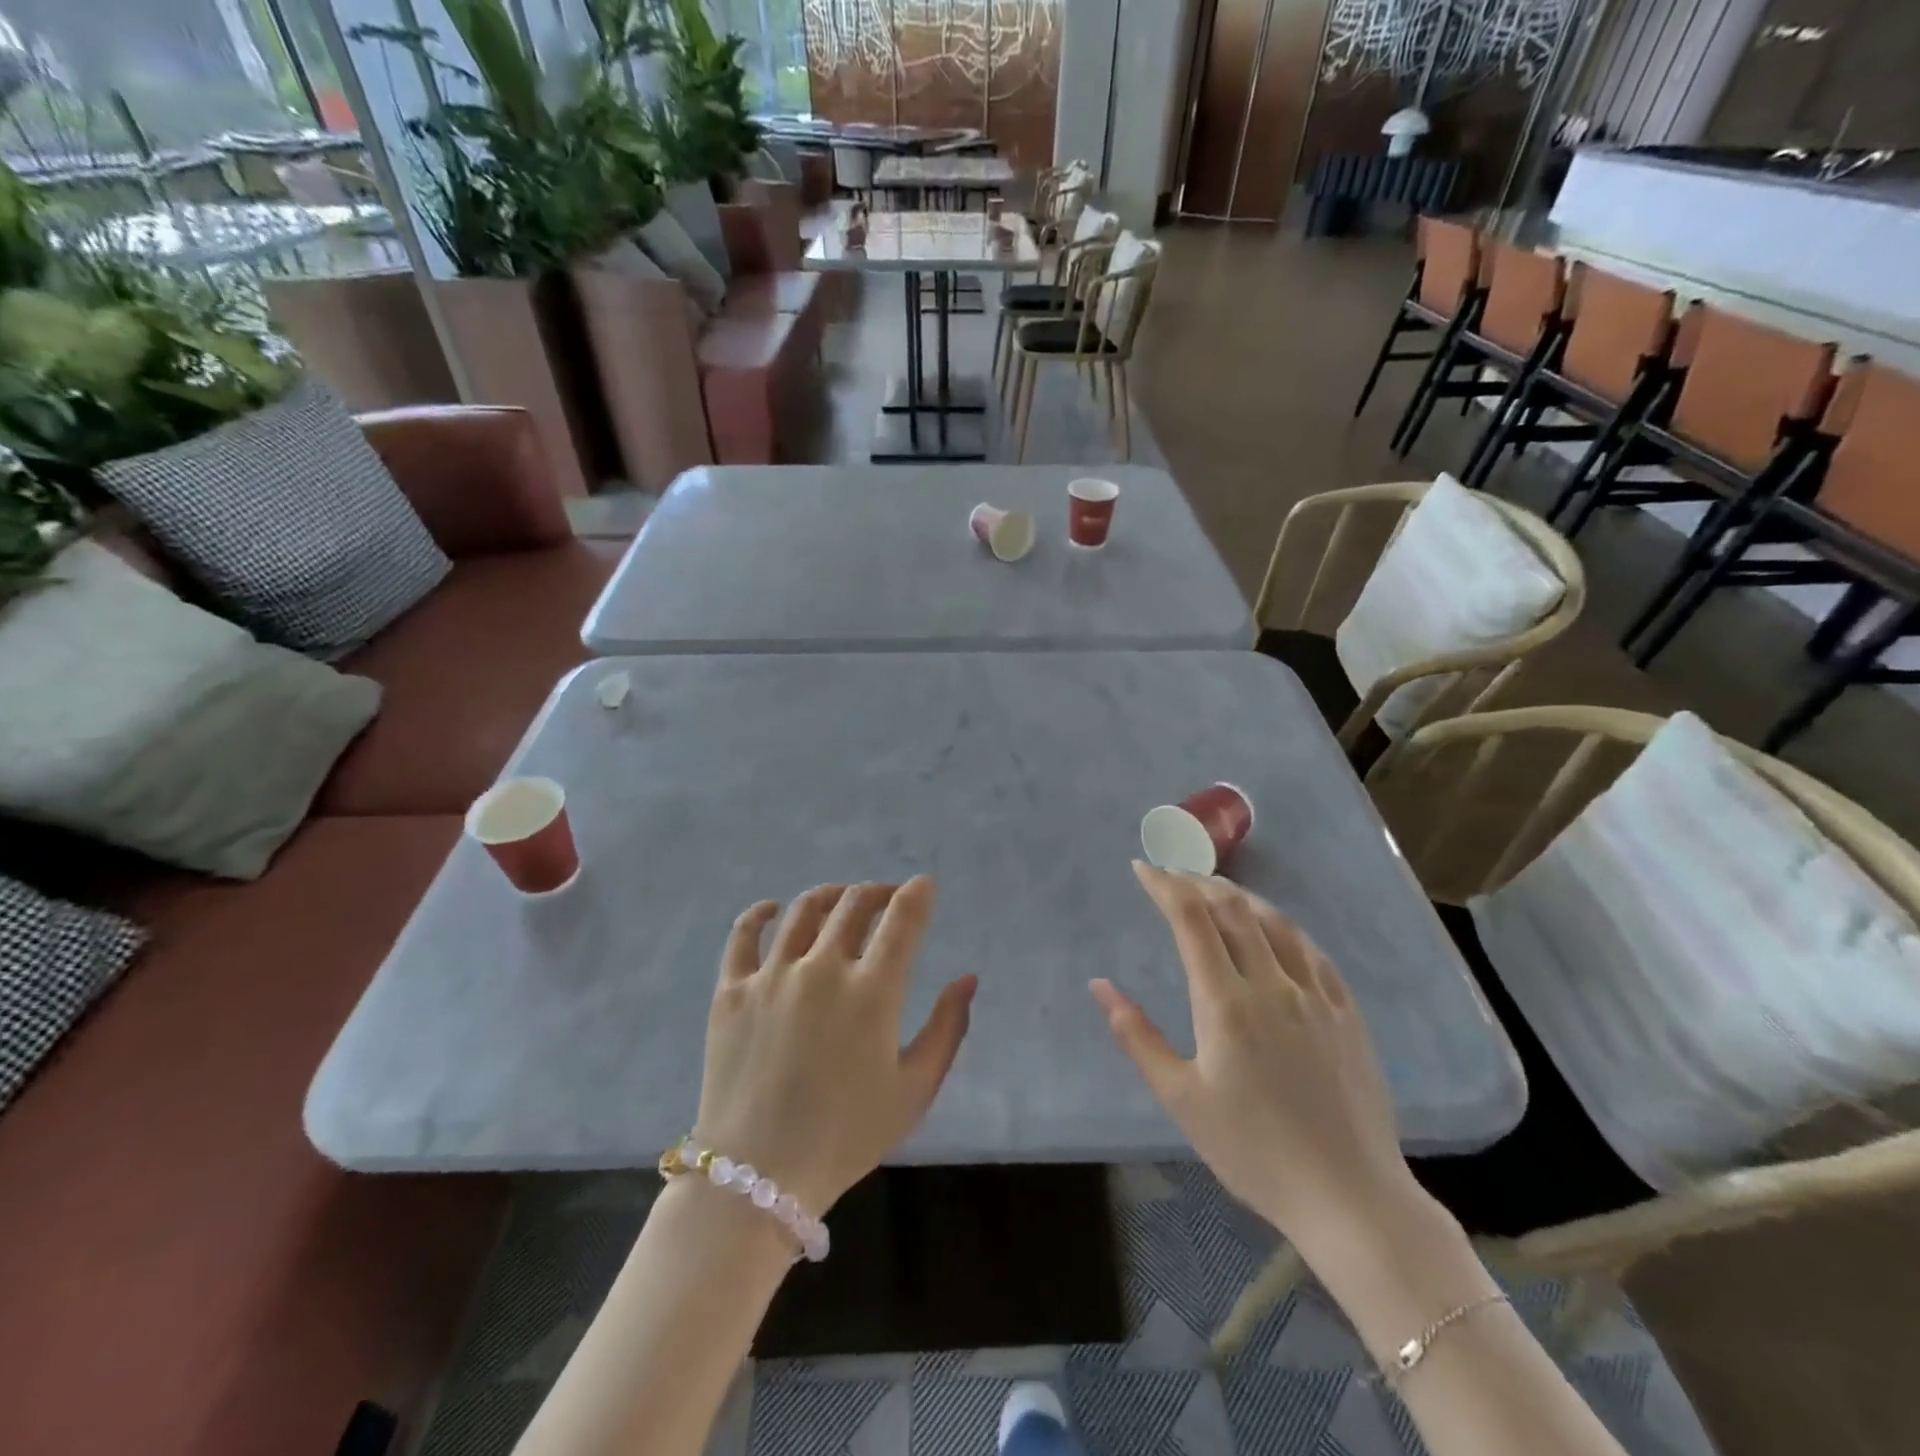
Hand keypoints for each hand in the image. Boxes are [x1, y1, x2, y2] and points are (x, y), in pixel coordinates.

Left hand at [694, 878, 976, 1213]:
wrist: (757, 1176)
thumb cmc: (846, 1137)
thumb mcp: (915, 1091)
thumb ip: (948, 1028)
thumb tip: (967, 978)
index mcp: (872, 991)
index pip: (902, 919)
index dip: (917, 894)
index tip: (923, 886)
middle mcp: (822, 968)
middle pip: (853, 904)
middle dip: (878, 891)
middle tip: (887, 897)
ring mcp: (772, 975)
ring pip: (803, 910)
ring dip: (830, 895)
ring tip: (841, 899)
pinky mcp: (731, 990)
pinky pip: (742, 935)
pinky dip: (759, 913)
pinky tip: (772, 909)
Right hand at [1092, 863, 1423, 1255]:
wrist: (1349, 1198)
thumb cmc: (1253, 1152)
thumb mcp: (1181, 1098)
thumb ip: (1137, 1036)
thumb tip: (1100, 986)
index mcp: (1225, 1004)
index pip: (1190, 920)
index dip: (1164, 886)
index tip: (1142, 869)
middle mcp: (1271, 985)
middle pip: (1232, 909)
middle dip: (1197, 883)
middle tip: (1173, 876)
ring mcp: (1315, 995)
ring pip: (1274, 922)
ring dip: (1239, 897)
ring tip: (1214, 890)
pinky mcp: (1345, 1011)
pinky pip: (1310, 950)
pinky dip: (1281, 926)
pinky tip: (1272, 929)